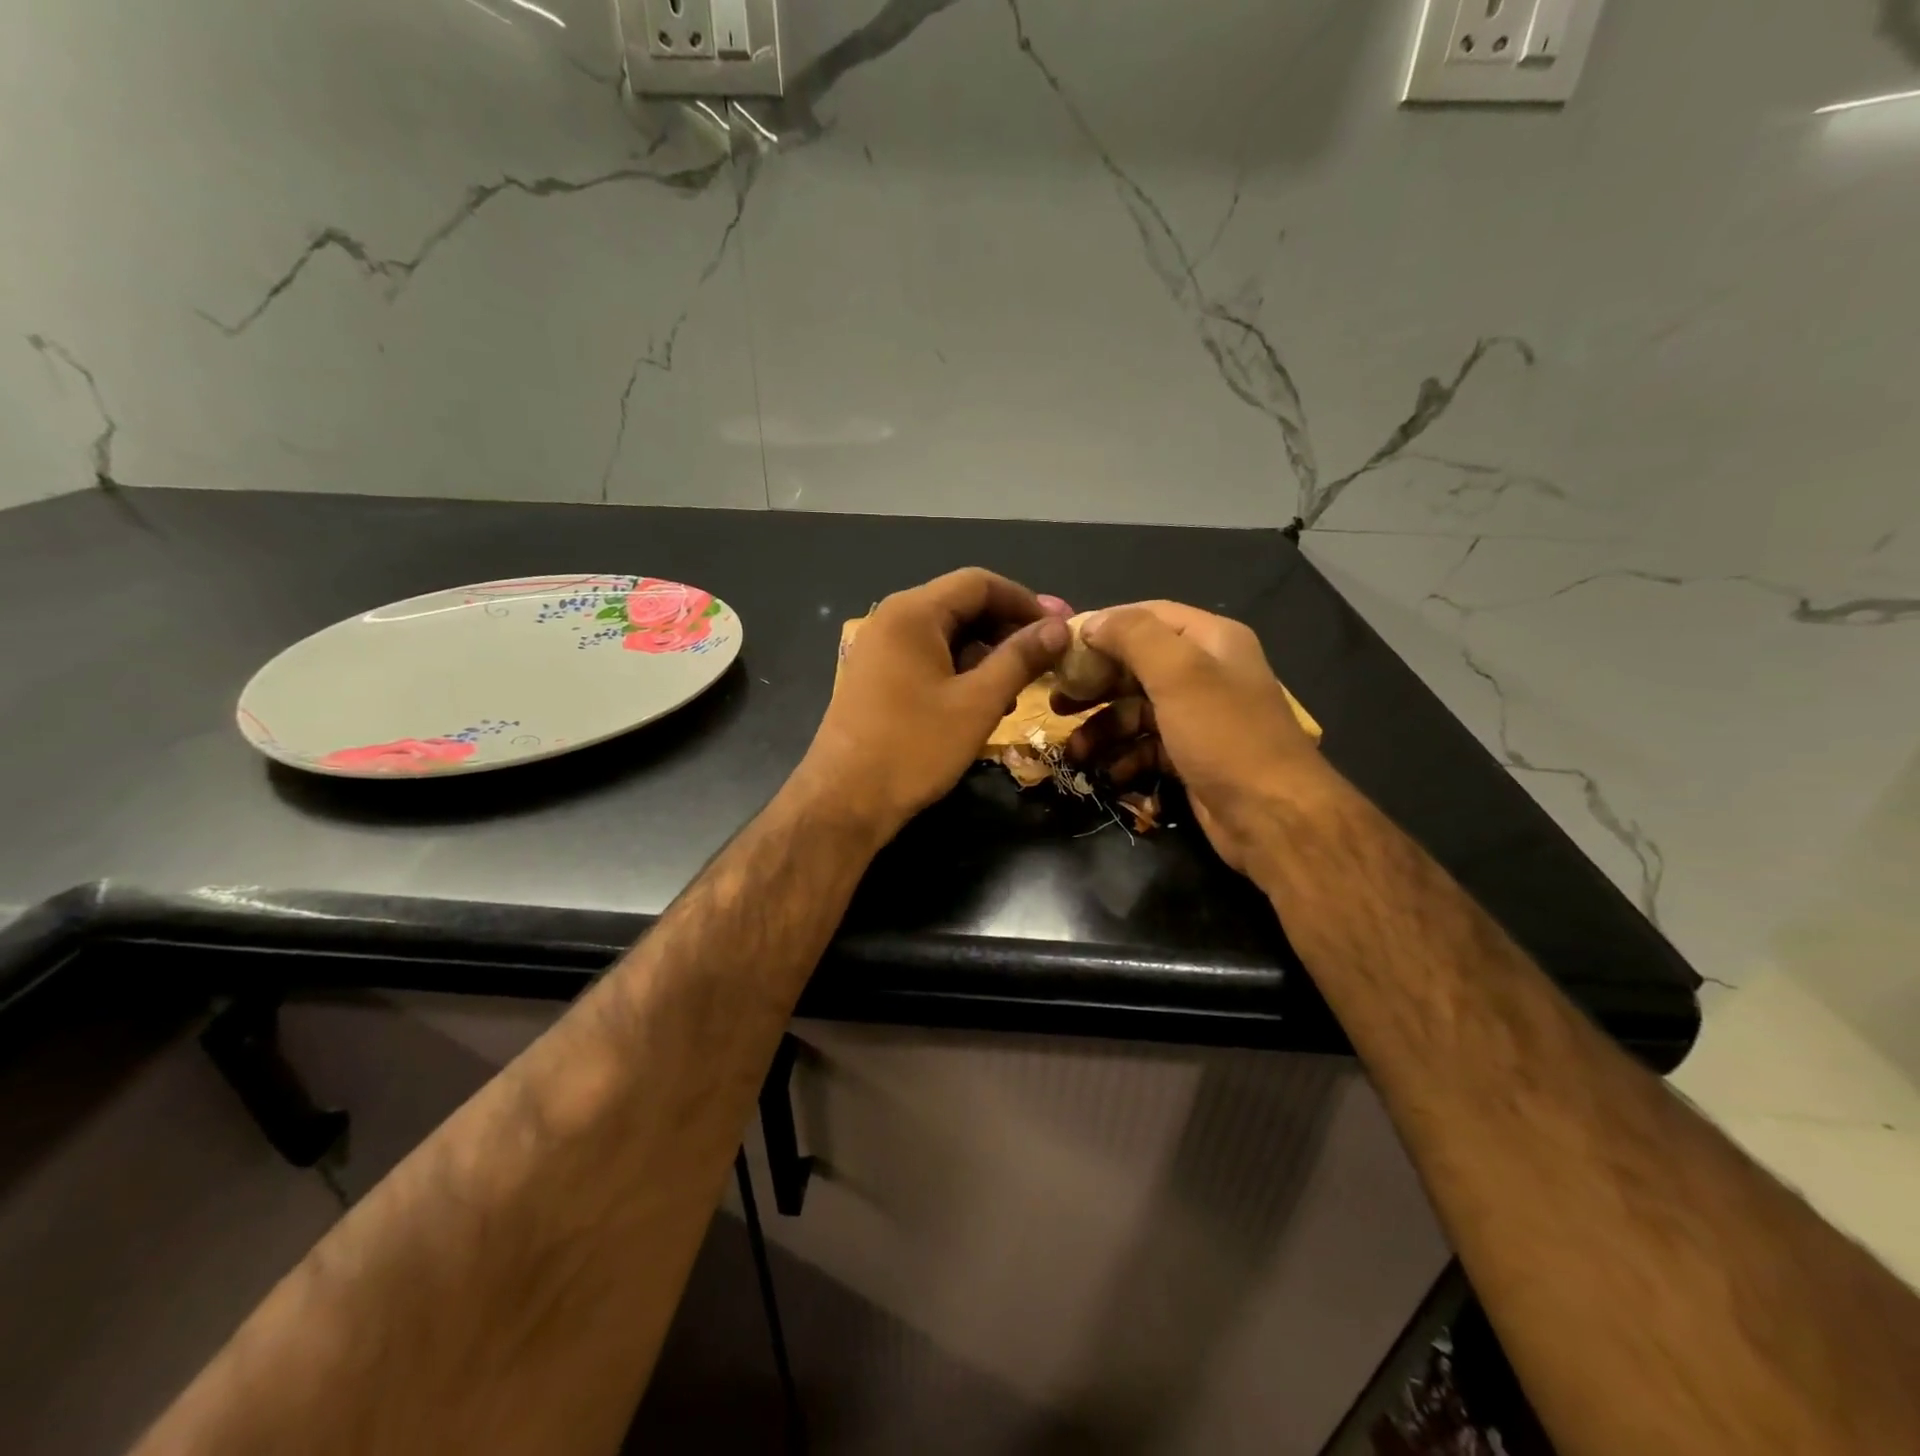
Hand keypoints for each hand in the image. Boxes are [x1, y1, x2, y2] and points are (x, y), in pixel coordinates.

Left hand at [803, 569, 1070, 834]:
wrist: (844, 801)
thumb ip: (1020, 659)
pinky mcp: (877, 677)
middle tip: (1047, 658)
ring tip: (1020, 688)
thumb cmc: (914, 748)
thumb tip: (1059, 628)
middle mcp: (891, 620)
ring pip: (946, 635)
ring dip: (987, 654)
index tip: (1060, 628)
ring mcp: (880, 649)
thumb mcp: (978, 703)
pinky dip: (960, 671)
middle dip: (1008, 629)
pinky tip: (984, 702)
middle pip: (962, 606)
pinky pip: (928, 658)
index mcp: (913, 613)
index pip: (980, 583)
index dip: (1025, 601)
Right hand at [1057, 601, 1328, 875]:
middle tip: (1056, 701)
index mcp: (1210, 640)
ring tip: (1075, 751)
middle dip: (1095, 684)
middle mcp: (1205, 672)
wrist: (1273, 817)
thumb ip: (1133, 636)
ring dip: (1102, 729)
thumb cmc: (1224, 735)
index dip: (1103, 627)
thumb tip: (1091, 623)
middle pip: (1136, 666)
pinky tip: (1108, 773)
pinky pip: (1146, 747)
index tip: (1061, 647)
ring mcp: (1198, 717)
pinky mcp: (1191, 756)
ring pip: (1135, 711)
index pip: (1147, 616)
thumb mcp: (1178, 673)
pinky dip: (1124, 758)